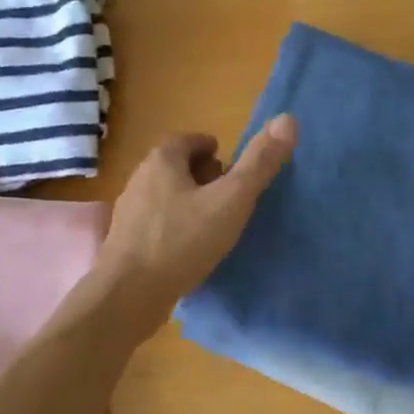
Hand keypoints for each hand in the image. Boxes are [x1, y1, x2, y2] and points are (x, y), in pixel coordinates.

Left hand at [92, 114, 295, 335]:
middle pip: (177, 167)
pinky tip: (188, 250)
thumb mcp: (231, 200)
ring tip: (213, 226)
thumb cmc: (183, 241)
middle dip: (203, 176)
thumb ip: (259, 163)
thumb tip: (288, 119)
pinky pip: (156, 224)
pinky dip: (174, 228)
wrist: (128, 294)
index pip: (191, 140)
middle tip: (228, 198)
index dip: (215, 152)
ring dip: (189, 204)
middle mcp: (140, 178)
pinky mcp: (125, 241)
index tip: (233, 172)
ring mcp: (129, 211)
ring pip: (165, 196)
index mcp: (162, 160)